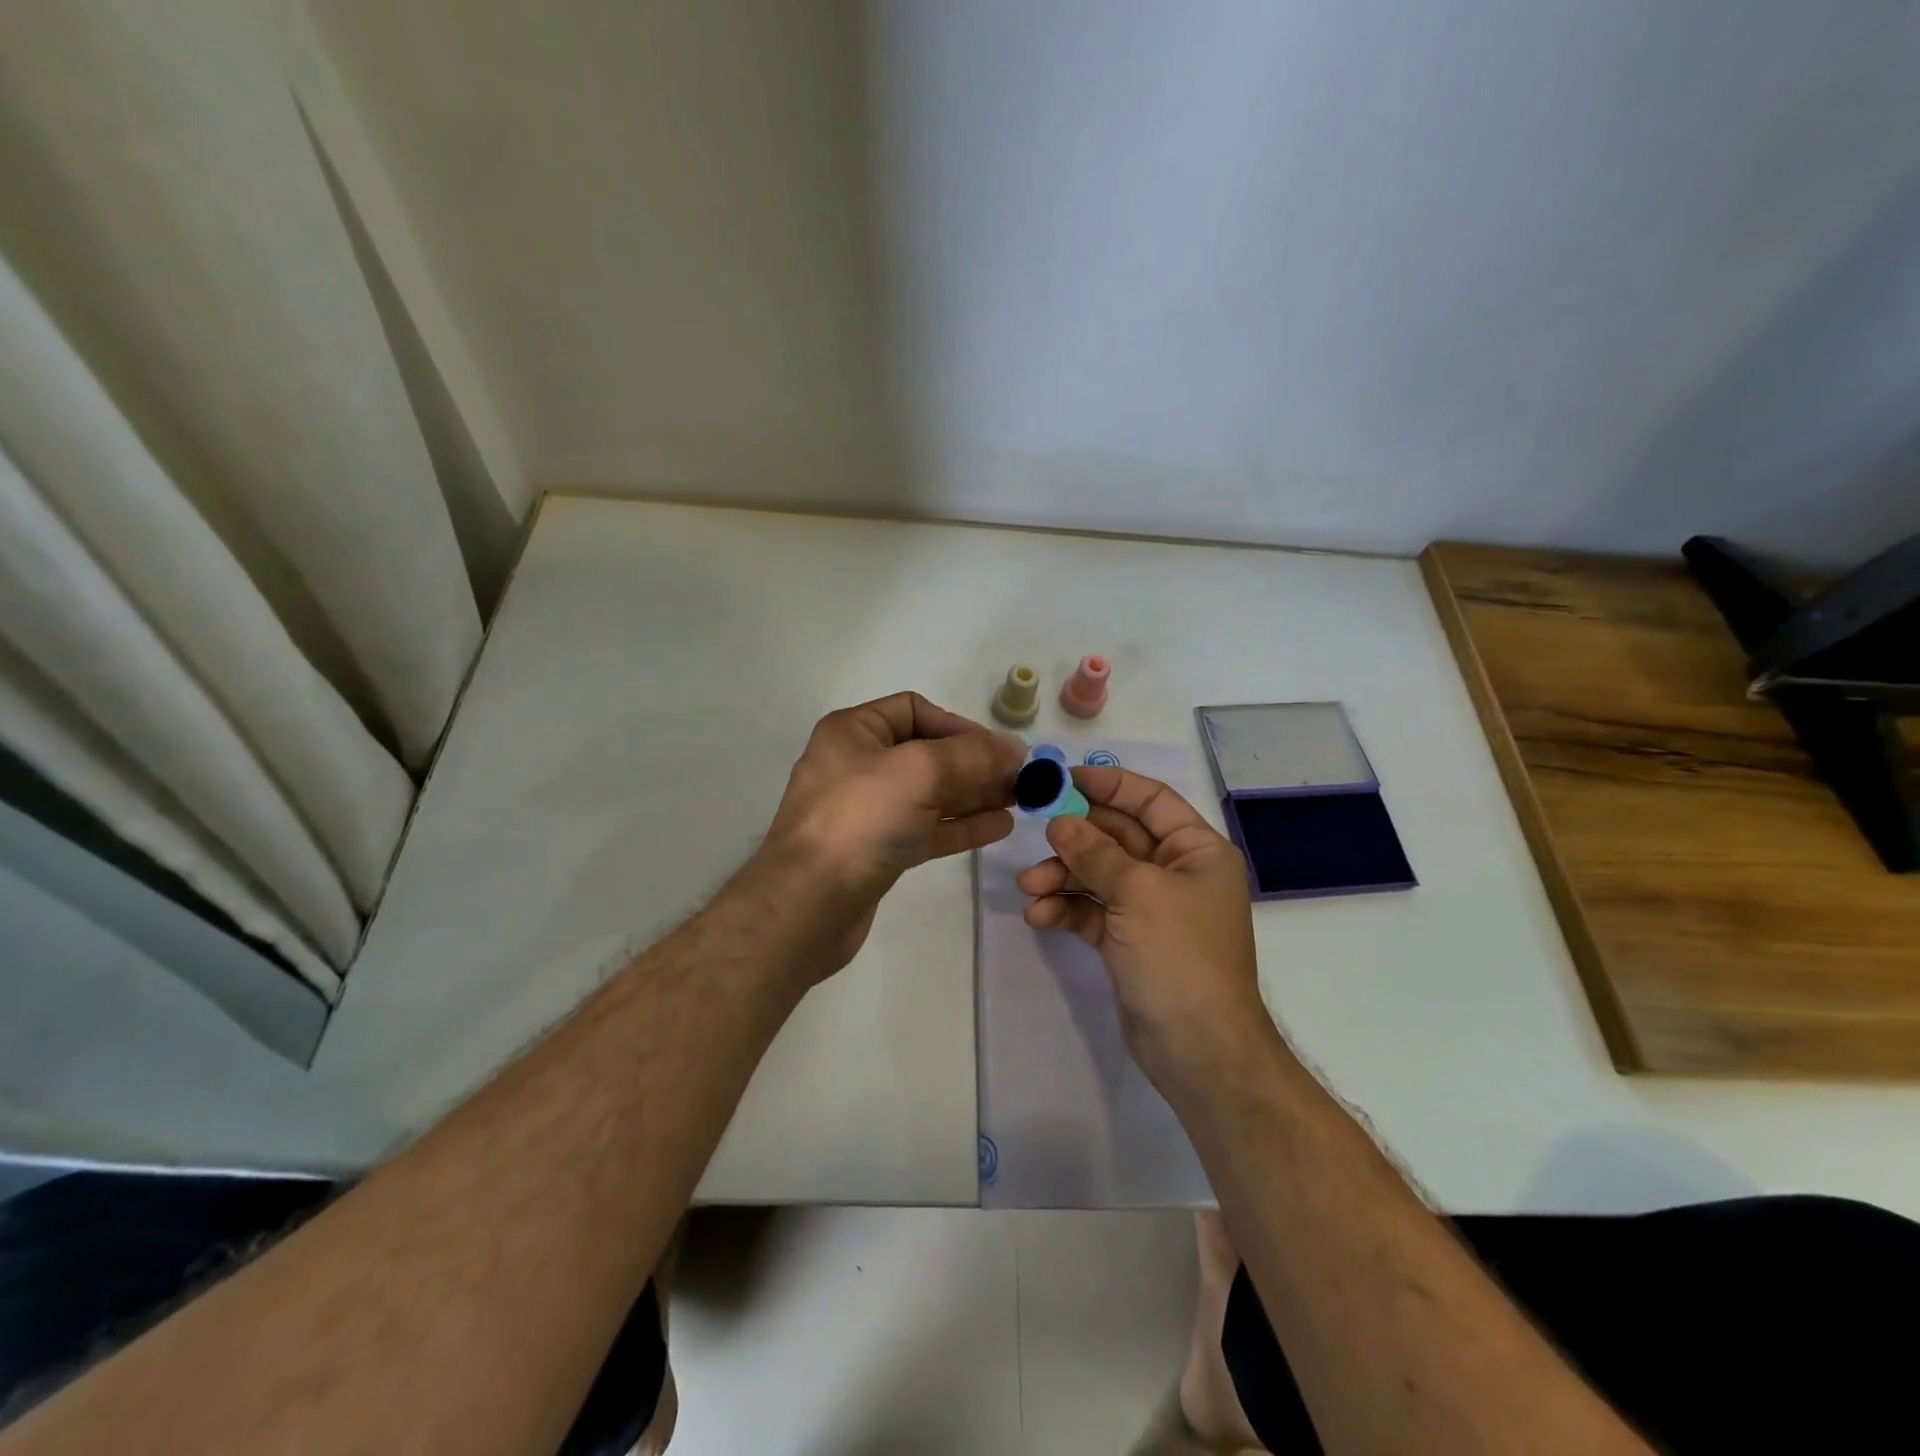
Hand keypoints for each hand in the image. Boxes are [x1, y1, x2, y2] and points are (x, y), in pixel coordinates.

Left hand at [762, 692, 1025, 973]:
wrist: (807, 904)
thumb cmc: (859, 820)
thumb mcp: (919, 771)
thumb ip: (972, 755)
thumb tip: (1013, 750)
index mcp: (854, 732)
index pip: (915, 710)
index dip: (960, 726)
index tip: (998, 749)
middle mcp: (858, 765)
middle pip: (928, 754)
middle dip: (975, 764)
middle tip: (1022, 779)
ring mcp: (868, 811)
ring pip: (931, 794)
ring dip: (975, 795)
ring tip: (1019, 801)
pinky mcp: (878, 850)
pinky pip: (927, 828)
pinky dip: (961, 825)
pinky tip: (999, 826)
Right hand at [1016, 766, 1274, 1094]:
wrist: (1199, 1050)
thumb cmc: (1180, 956)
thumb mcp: (1137, 893)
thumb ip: (1095, 853)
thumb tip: (1060, 822)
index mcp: (1196, 851)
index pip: (1150, 800)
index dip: (1108, 784)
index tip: (1063, 779)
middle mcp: (1176, 873)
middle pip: (1118, 837)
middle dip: (1075, 839)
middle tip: (1036, 836)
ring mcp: (1152, 908)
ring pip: (1100, 875)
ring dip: (1063, 877)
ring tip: (1029, 888)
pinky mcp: (1130, 940)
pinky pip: (1093, 911)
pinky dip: (1067, 909)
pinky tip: (1039, 917)